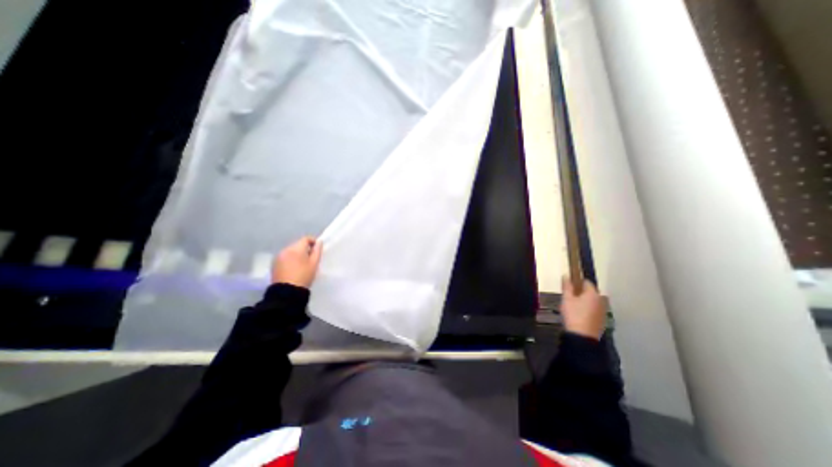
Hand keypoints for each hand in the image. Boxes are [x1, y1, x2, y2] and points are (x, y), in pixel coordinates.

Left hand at [276, 237, 322, 288]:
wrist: (287, 292)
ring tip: (302, 264)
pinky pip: (285, 257)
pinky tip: (294, 268)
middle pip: (298, 244)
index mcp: (296, 249)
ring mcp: (278, 257)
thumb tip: (319, 242)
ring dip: (297, 254)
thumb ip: (317, 251)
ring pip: (291, 250)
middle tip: (311, 258)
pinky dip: (290, 259)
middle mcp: (285, 250)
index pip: (306, 239)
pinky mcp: (274, 264)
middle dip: (305, 249)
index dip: (313, 241)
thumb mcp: (314, 264)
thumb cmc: (304, 276)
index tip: (317, 249)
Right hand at [559, 277, 604, 339]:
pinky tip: (580, 314)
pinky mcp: (602, 319)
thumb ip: (567, 286)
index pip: (586, 282)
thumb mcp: (566, 299)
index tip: (569, 286)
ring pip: (593, 301)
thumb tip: (566, 275)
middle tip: (570, 296)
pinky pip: (595, 309)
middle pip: (591, 292)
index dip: (577, 282)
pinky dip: (588, 309)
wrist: (582, 336)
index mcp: (592, 293)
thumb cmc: (573, 314)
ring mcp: (603, 310)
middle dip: (581, 292)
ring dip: (585, 301)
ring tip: (574, 306)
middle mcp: (601, 300)